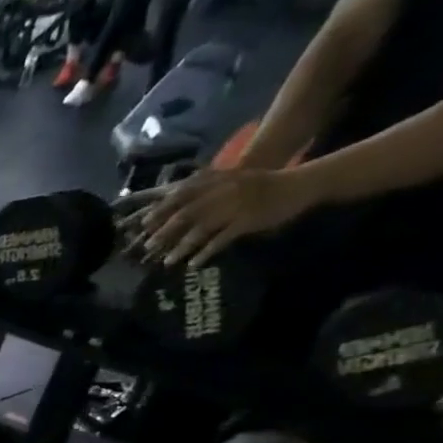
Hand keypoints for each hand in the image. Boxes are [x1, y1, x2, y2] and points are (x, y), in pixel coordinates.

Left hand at [122, 166, 318, 266]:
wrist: (298, 183)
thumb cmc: (259, 184)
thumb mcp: (230, 179)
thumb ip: (205, 187)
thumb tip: (174, 199)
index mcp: (217, 180)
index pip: (181, 194)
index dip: (161, 210)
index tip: (144, 224)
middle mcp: (223, 191)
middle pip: (187, 214)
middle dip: (165, 232)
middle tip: (148, 248)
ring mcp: (236, 206)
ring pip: (201, 228)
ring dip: (181, 247)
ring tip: (167, 262)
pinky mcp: (248, 220)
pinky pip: (222, 239)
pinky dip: (206, 252)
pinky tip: (194, 264)